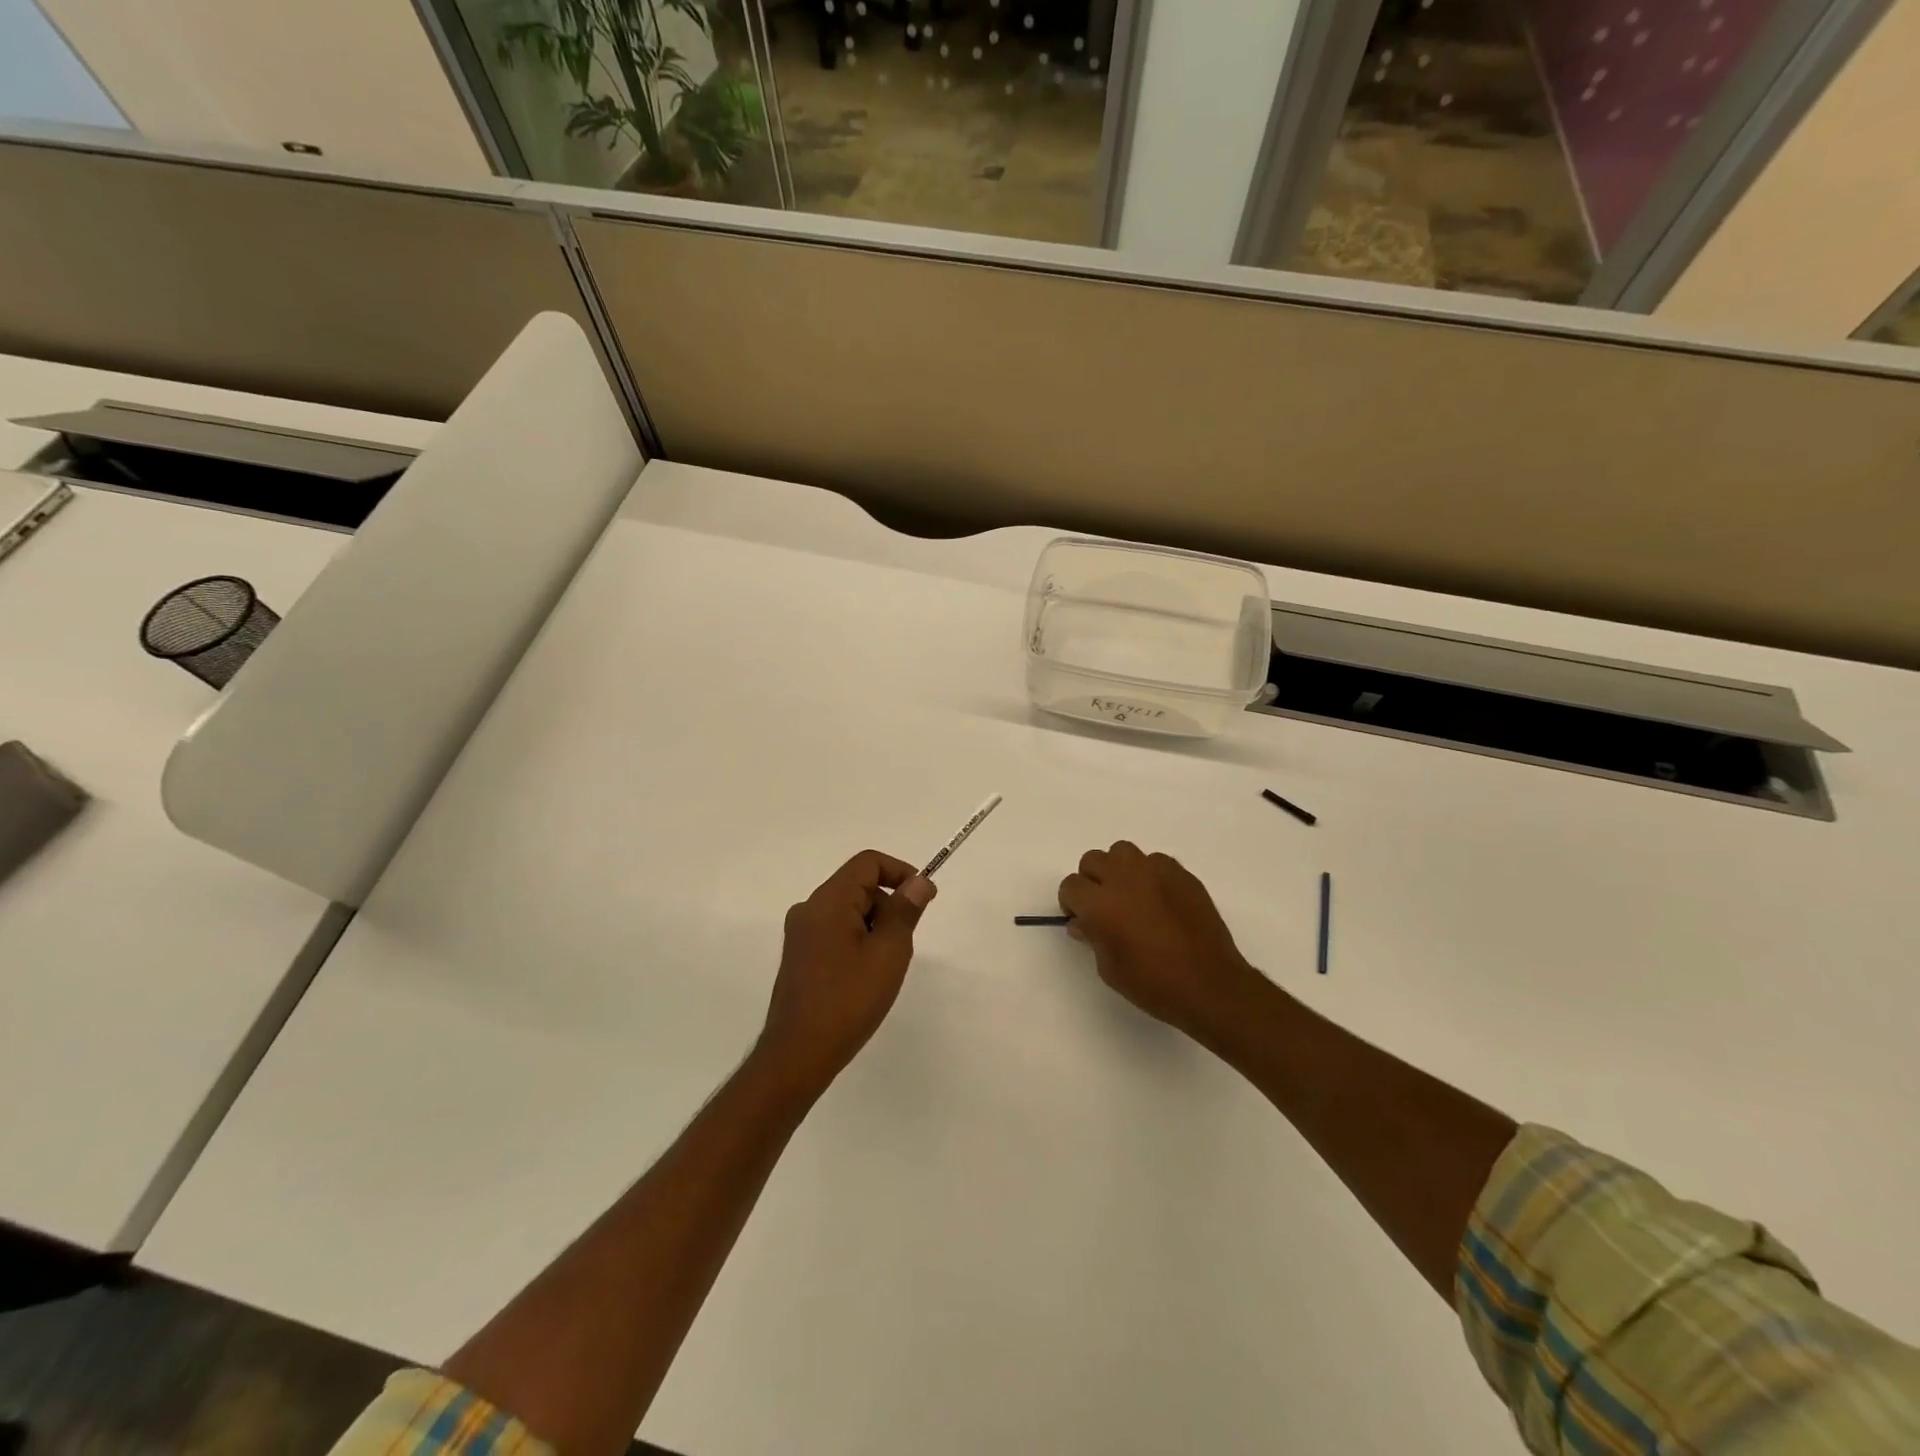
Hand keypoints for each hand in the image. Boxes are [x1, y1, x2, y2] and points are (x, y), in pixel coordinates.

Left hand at [757, 850, 936, 1096]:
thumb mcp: (888, 953)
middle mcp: (809, 909)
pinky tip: (865, 979)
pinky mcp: (800, 956)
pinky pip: (836, 932)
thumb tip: (918, 882)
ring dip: (875, 928)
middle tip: (903, 946)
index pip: (868, 863)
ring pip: (849, 911)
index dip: (900, 871)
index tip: (924, 898)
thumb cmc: (848, 1000)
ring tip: (884, 968)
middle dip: (888, 906)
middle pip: (858, 886)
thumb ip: (905, 911)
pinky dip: (858, 942)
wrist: (797, 1055)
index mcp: (828, 901)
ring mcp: (801, 934)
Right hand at [1057, 841, 1265, 1043]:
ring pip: (1123, 851)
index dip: (1072, 903)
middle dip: (1092, 880)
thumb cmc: (1154, 984)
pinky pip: (1155, 861)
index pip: (1071, 885)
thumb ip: (1093, 938)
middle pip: (1093, 860)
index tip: (1082, 918)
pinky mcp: (1182, 874)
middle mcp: (1124, 879)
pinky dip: (1150, 874)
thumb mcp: (1109, 969)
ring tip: (1130, 894)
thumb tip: (1083, 922)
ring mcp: (1155, 872)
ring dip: (1119, 869)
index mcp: (1100, 904)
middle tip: (1104, 905)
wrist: (1210, 985)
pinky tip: (1159, 898)